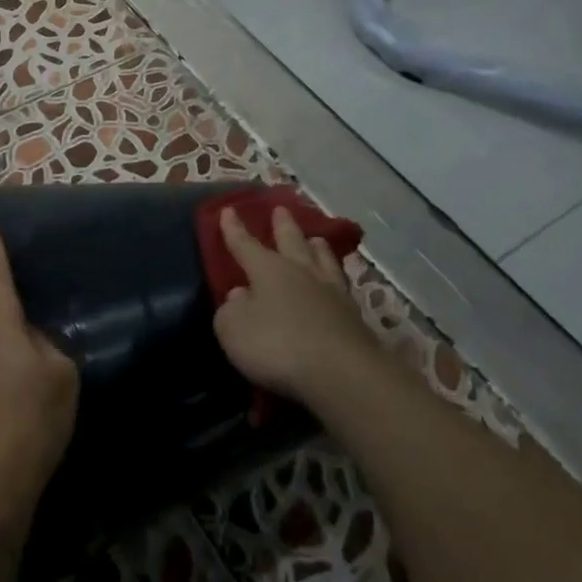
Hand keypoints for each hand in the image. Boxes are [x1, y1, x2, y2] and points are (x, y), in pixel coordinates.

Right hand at [211, 206, 382, 407]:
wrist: (340, 372)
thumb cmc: (276, 345)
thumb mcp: (233, 329)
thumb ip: (230, 310)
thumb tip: (240, 295)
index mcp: (267, 270)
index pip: (245, 244)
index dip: (234, 229)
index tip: (228, 209)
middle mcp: (300, 272)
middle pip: (291, 241)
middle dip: (283, 225)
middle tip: (281, 209)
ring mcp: (331, 292)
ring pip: (322, 259)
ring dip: (316, 247)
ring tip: (315, 239)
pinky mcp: (353, 316)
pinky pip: (340, 285)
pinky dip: (334, 276)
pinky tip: (336, 281)